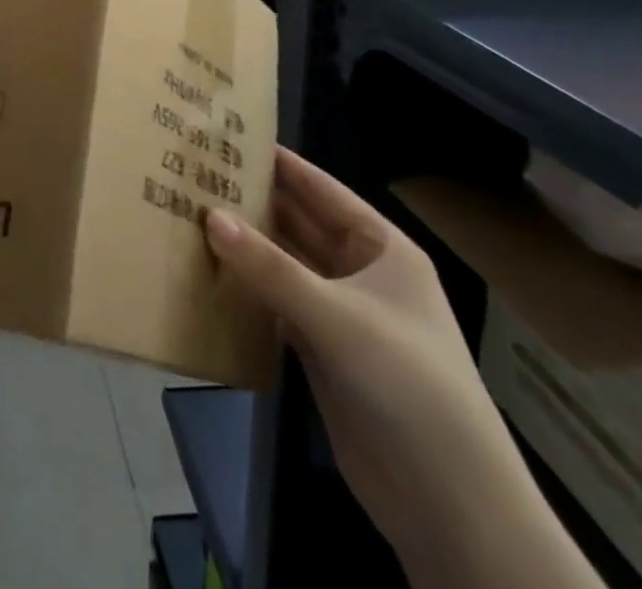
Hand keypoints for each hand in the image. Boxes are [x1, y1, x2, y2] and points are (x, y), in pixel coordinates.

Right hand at [205, 149, 567, 585]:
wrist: (451, 506)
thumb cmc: (408, 385)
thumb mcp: (338, 318)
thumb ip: (270, 268)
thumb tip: (209, 215)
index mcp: (381, 248)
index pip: (321, 189)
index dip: (279, 163)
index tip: (228, 136)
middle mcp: (360, 273)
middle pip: (299, 225)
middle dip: (253, 203)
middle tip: (195, 175)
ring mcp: (341, 314)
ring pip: (285, 266)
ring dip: (246, 247)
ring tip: (190, 215)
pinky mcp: (323, 352)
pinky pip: (277, 305)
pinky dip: (248, 290)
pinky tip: (209, 273)